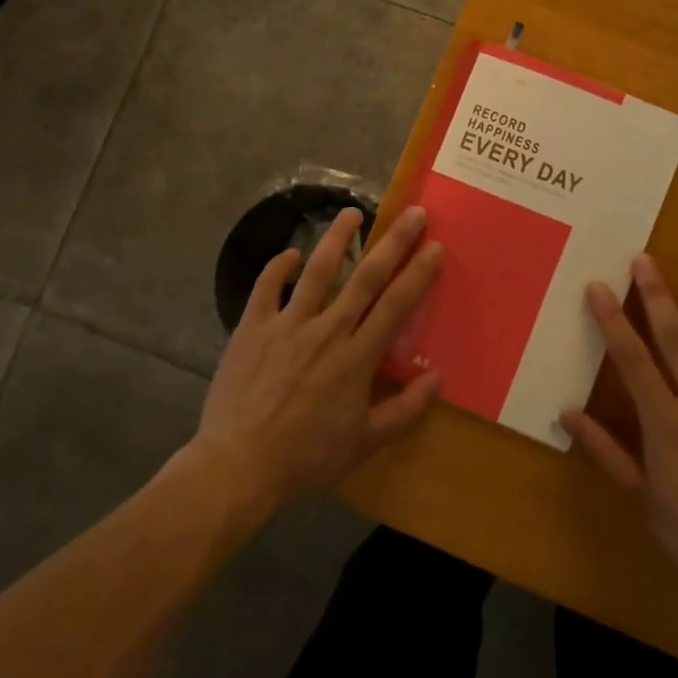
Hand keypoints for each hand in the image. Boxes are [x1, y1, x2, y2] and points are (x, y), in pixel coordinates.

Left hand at [194, 205, 443, 514]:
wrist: (239, 465)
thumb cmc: (307, 457)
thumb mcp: (365, 442)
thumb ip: (405, 410)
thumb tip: (438, 377)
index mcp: (357, 356)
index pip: (396, 304)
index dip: (418, 273)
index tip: (435, 246)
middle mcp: (327, 330)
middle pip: (366, 277)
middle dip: (393, 242)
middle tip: (413, 213)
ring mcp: (287, 324)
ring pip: (317, 271)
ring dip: (337, 238)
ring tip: (351, 212)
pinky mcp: (252, 327)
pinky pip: (266, 287)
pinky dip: (278, 267)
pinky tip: (290, 255)